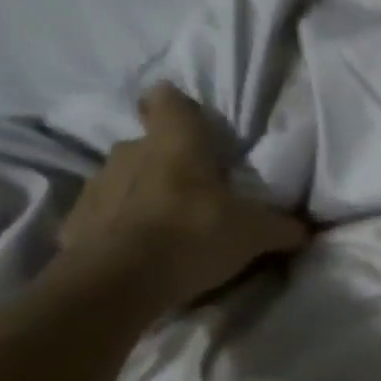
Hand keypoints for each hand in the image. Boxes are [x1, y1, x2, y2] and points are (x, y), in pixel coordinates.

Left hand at [56, 83, 306, 311]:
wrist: (119, 281)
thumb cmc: (194, 234)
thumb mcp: (254, 233)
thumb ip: (281, 227)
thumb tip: (304, 229)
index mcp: (175, 141)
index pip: (168, 99)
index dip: (178, 108)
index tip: (192, 127)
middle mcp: (130, 151)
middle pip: (148, 145)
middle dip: (168, 164)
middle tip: (194, 194)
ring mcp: (97, 186)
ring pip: (124, 180)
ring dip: (142, 197)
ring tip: (165, 230)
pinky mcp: (75, 223)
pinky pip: (103, 218)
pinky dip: (118, 230)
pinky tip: (137, 255)